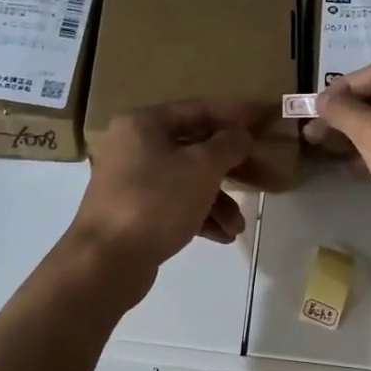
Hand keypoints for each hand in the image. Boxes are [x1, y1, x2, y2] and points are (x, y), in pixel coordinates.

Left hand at [66, 99, 265, 292]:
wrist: (105, 261)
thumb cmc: (156, 202)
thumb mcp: (201, 168)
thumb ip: (228, 145)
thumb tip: (240, 136)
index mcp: (145, 123)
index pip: (199, 109)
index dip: (236, 114)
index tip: (265, 117)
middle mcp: (135, 146)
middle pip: (194, 148)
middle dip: (230, 168)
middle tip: (262, 177)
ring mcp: (132, 181)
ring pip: (187, 181)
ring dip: (218, 201)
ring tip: (237, 226)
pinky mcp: (135, 212)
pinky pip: (175, 205)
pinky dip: (200, 216)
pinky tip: (223, 237)